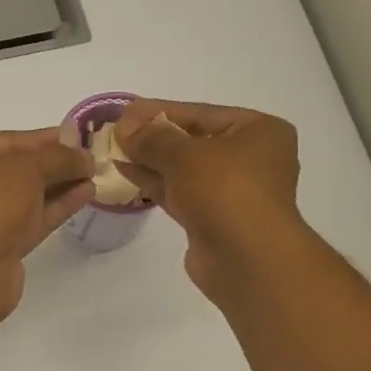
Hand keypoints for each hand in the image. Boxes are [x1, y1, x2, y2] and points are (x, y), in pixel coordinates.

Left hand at [0, 128, 94, 319]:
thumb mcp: (26, 167)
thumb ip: (59, 158)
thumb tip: (86, 157)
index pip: (4, 141)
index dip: (43, 138)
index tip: (77, 136)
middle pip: (14, 171)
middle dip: (52, 164)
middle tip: (89, 158)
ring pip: (24, 199)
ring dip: (58, 186)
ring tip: (93, 175)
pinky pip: (30, 222)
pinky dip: (55, 208)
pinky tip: (84, 195)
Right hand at [114, 99, 303, 300]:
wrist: (246, 260)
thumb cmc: (226, 191)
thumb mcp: (185, 154)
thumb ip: (152, 138)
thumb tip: (125, 126)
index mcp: (258, 132)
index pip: (201, 113)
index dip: (159, 111)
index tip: (125, 110)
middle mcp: (250, 159)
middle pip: (192, 141)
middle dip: (152, 138)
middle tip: (115, 132)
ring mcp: (231, 192)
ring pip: (183, 170)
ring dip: (149, 161)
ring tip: (113, 151)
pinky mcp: (212, 219)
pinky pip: (180, 193)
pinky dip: (155, 183)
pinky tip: (125, 173)